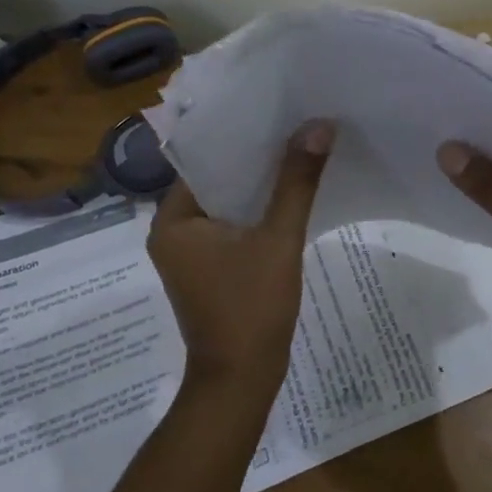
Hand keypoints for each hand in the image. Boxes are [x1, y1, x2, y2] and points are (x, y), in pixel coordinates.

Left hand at [148, 121, 333, 389]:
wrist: (242, 382)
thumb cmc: (251, 309)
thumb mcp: (278, 240)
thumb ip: (297, 182)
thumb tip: (319, 127)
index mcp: (173, 220)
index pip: (205, 160)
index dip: (241, 135)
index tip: (275, 109)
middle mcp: (173, 231)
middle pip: (218, 179)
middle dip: (255, 157)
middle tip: (294, 123)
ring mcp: (191, 252)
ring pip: (228, 202)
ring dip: (259, 183)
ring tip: (298, 148)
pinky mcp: (210, 267)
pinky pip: (233, 224)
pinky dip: (258, 210)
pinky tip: (291, 193)